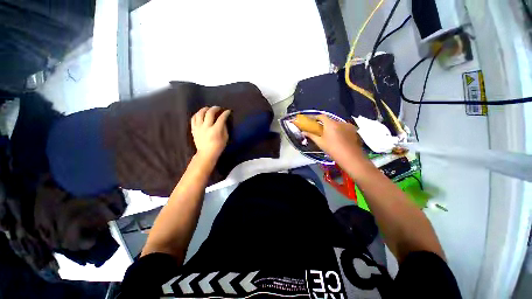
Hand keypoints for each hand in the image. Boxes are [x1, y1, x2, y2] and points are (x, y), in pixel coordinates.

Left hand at [191, 106, 230, 162]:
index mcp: (216, 130)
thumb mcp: (225, 138)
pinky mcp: (194, 129)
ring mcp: (198, 128)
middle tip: (218, 108)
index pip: (221, 118)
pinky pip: (193, 118)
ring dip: (205, 109)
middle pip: (210, 113)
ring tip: (208, 109)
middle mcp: (206, 127)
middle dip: (215, 108)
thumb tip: (223, 120)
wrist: (206, 154)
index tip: (228, 111)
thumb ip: (224, 128)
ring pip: (200, 114)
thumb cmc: (218, 147)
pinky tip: (201, 114)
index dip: (225, 113)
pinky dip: (197, 114)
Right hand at [303, 115, 364, 166]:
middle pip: (330, 120)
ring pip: (337, 124)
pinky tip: (338, 137)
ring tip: (329, 134)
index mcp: (331, 124)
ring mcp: (348, 126)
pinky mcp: (354, 131)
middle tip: (319, 129)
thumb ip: (311, 135)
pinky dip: (339, 130)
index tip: (311, 120)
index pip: (321, 116)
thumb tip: (303, 132)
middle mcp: (340, 122)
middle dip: (324, 123)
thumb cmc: (332, 149)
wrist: (350, 157)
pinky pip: (344, 128)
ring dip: (332, 127)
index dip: (315, 117)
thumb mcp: (320, 143)